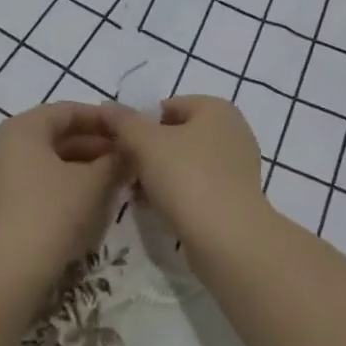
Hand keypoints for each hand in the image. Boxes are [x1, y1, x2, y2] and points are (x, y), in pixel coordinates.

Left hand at [0, 103, 126, 287]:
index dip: (103, 120)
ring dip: (83, 166)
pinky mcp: (2, 203)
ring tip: (115, 178)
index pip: (69, 111)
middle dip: (95, 144)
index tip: (130, 130)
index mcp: (24, 127)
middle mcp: (7, 143)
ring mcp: (1, 174)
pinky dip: (66, 183)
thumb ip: (115, 161)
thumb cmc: (50, 213)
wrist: (4, 273)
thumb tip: (129, 151)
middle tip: (128, 157)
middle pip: (58, 134)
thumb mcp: (92, 183)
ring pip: (50, 160)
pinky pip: (40, 180)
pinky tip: (91, 199)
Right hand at [99, 96, 267, 248]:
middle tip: (127, 173)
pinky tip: (159, 210)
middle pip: (178, 135)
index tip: (122, 148)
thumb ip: (124, 121)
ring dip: (161, 175)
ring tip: (138, 195)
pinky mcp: (237, 197)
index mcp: (216, 109)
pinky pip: (199, 186)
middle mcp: (233, 130)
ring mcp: (238, 166)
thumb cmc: (187, 177)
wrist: (228, 239)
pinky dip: (179, 194)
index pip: (168, 106)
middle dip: (150, 152)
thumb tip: (108, 106)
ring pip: (187, 163)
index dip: (141, 125)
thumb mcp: (146, 143)